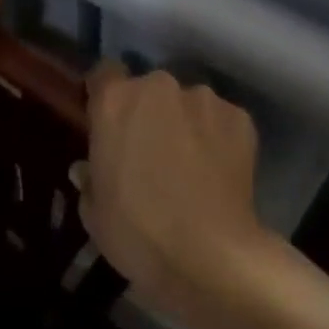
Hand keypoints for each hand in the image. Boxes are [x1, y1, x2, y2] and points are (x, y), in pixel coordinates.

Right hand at [79, 64, 270, 321]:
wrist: (209, 255)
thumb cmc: (136, 231)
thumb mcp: (94, 212)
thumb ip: (90, 179)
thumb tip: (88, 169)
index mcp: (115, 101)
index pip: (104, 73)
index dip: (106, 95)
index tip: (109, 122)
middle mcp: (158, 87)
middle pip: (150, 90)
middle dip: (150, 113)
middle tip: (152, 151)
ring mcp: (203, 99)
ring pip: (189, 104)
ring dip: (186, 124)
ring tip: (192, 165)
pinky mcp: (240, 118)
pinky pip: (221, 121)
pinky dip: (218, 138)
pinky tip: (218, 172)